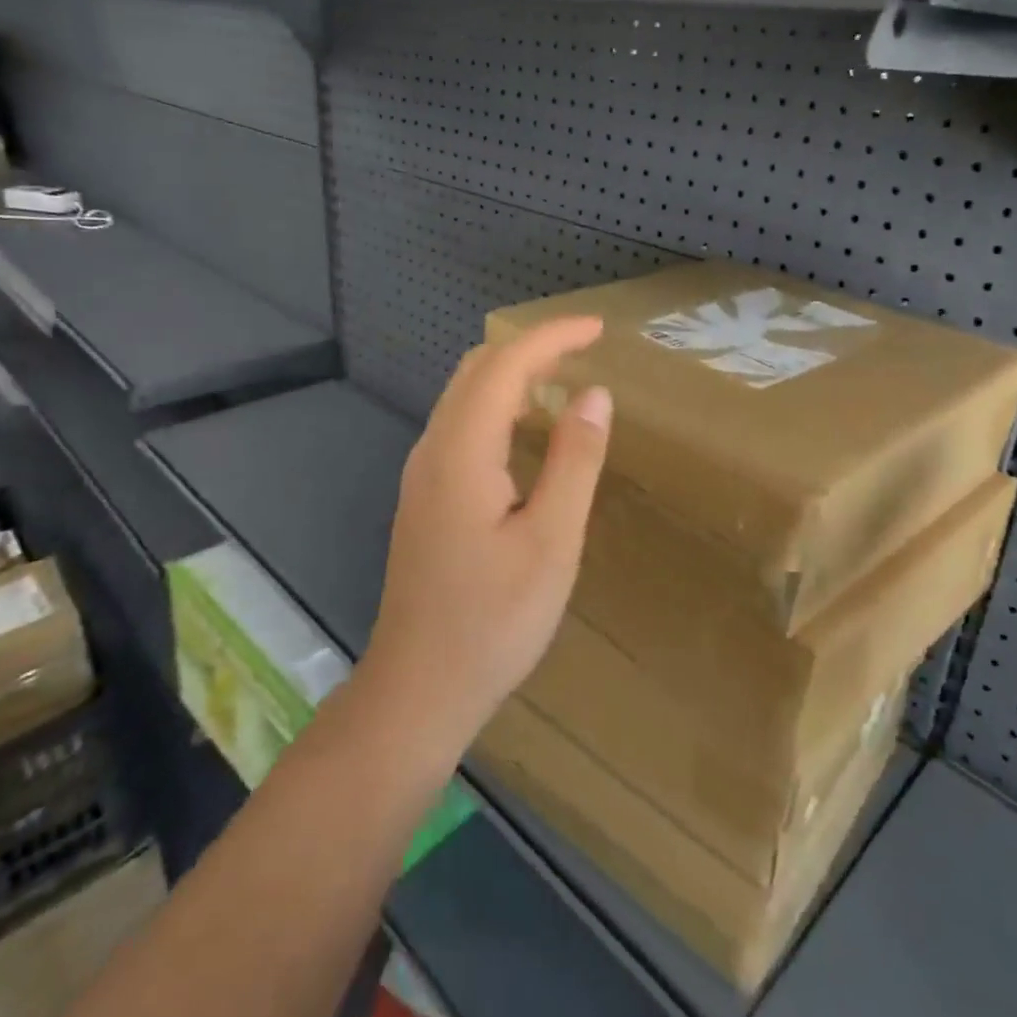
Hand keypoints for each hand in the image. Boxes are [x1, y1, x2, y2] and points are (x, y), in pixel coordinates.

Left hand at [359, 317, 612, 756]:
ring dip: (513, 378)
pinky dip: (499, 409)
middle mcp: (432, 450)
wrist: (419, 687)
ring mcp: (422, 474)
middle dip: (530, 349)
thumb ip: (574, 461)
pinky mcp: (425, 497)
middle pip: (477, 371)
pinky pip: (462, 428)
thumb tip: (594, 395)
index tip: (597, 329)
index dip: (551, 338)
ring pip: (466, 398)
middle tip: (584, 352)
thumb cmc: (493, 621)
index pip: (504, 366)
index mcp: (461, 452)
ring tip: (564, 384)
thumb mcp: (552, 541)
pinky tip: (528, 435)